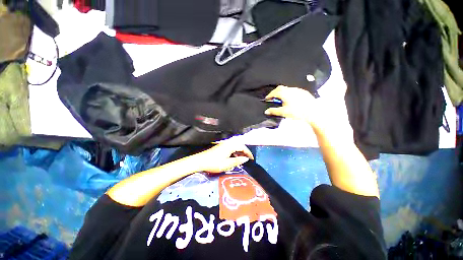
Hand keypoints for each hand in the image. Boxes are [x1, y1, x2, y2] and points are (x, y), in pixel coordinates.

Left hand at [191, 141, 253, 172]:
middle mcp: (228, 143)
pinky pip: (231, 147)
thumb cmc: (214, 163)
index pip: (242, 147)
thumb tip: (246, 159)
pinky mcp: (220, 146)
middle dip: (245, 151)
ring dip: (239, 151)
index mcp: (230, 146)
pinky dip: (234, 151)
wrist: (200, 161)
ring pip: (235, 146)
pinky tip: (234, 157)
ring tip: (242, 159)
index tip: (252, 159)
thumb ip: (238, 161)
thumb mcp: (227, 164)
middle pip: (239, 145)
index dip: (248, 153)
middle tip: (248, 159)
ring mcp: (223, 144)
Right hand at [264, 85, 352, 137]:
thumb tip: (266, 111)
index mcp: (285, 93)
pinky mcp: (303, 92)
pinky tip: (290, 100)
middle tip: (273, 98)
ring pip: (287, 89)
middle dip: (275, 92)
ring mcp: (298, 90)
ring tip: (281, 100)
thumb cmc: (298, 112)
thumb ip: (274, 111)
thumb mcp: (283, 112)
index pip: (274, 92)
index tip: (267, 99)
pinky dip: (289, 94)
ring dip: (282, 93)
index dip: (269, 95)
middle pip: (280, 88)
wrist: (313, 112)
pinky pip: (293, 91)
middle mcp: (291, 89)